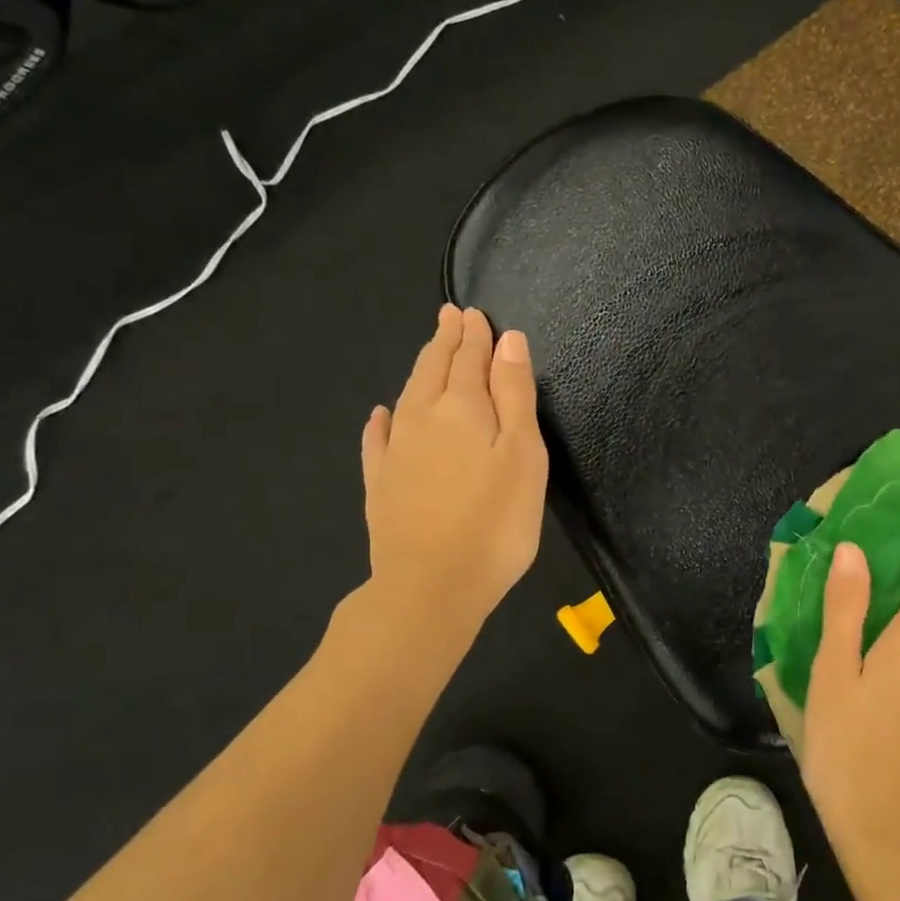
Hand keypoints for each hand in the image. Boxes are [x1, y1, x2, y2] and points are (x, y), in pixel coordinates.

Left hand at [361, 305, 548, 630]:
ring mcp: (396, 452)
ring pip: (407, 395)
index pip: (469, 359)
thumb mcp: (522, 454)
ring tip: (429, 349)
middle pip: (434, 369)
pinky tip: (379, 414)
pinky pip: (377, 440)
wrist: (430, 586)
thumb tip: (507, 340)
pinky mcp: (380, 484)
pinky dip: (381, 421)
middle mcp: (422, 418)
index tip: (474, 313)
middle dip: (445, 340)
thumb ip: (513, 395)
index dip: (475, 335)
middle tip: (449, 315)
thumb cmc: (494, 522)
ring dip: (420, 368)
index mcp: (461, 408)